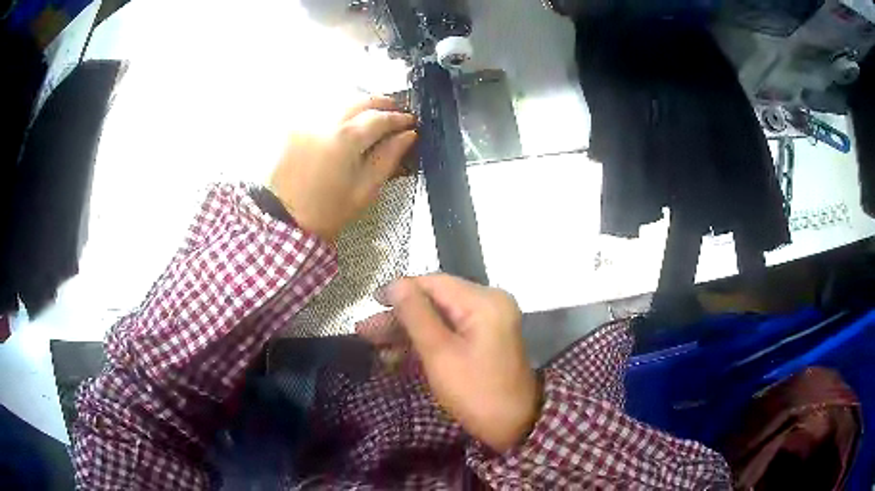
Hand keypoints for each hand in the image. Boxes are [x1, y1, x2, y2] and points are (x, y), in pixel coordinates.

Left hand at [269, 97, 416, 240]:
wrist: (285, 220)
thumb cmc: (327, 211)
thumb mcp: (365, 190)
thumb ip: (388, 158)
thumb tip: (408, 136)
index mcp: (346, 139)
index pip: (380, 117)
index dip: (399, 118)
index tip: (410, 121)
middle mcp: (324, 122)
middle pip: (359, 99)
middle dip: (382, 102)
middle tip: (396, 111)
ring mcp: (306, 122)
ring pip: (340, 99)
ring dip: (360, 103)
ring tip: (372, 114)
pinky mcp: (293, 128)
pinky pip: (321, 110)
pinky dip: (338, 110)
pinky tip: (345, 122)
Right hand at [357, 274, 540, 452]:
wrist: (513, 426)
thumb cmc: (475, 392)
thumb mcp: (440, 354)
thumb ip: (416, 315)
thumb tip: (395, 284)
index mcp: (484, 301)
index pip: (434, 283)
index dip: (400, 290)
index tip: (370, 302)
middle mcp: (489, 303)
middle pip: (435, 300)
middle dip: (400, 316)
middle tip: (366, 330)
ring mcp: (489, 321)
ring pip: (440, 317)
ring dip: (408, 331)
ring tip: (373, 343)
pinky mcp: (484, 339)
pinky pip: (450, 331)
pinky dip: (426, 341)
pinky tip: (397, 354)